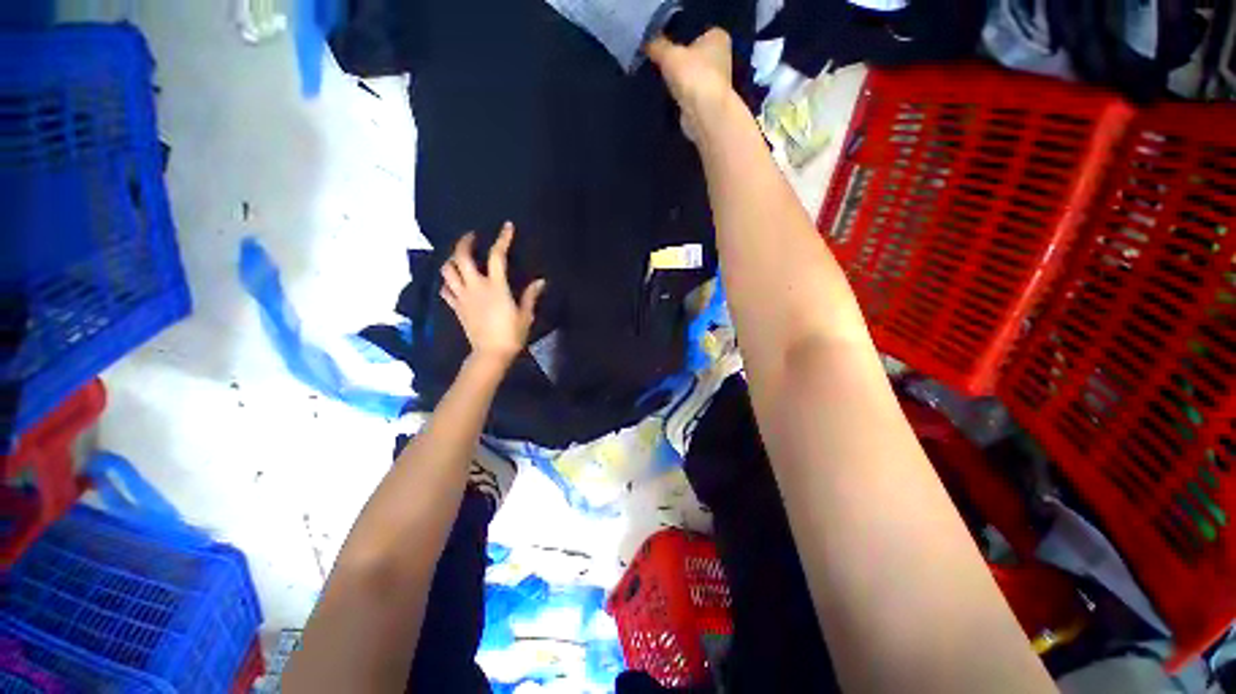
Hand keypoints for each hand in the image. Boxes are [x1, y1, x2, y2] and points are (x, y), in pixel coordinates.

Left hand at [441, 222, 545, 366]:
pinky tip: (453, 282)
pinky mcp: (456, 308)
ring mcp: (462, 297)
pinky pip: (445, 290)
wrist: (490, 354)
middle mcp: (475, 287)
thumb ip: (530, 296)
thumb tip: (541, 281)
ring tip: (459, 257)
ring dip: (451, 260)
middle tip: (471, 237)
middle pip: (461, 257)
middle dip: (464, 242)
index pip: (497, 256)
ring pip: (447, 271)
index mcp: (495, 287)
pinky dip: (447, 283)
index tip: (507, 226)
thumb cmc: (511, 335)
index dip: (502, 239)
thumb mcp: (525, 315)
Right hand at [646, 29, 733, 142]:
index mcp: (718, 37)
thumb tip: (647, 42)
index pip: (697, 33)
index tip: (665, 46)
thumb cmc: (692, 75)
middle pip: (695, 56)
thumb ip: (657, 46)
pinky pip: (691, 95)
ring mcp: (716, 83)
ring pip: (692, 77)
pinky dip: (682, 97)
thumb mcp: (668, 54)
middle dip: (680, 61)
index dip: (681, 38)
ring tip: (663, 83)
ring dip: (681, 81)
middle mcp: (721, 57)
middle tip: (661, 64)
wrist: (704, 113)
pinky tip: (671, 99)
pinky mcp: (708, 103)